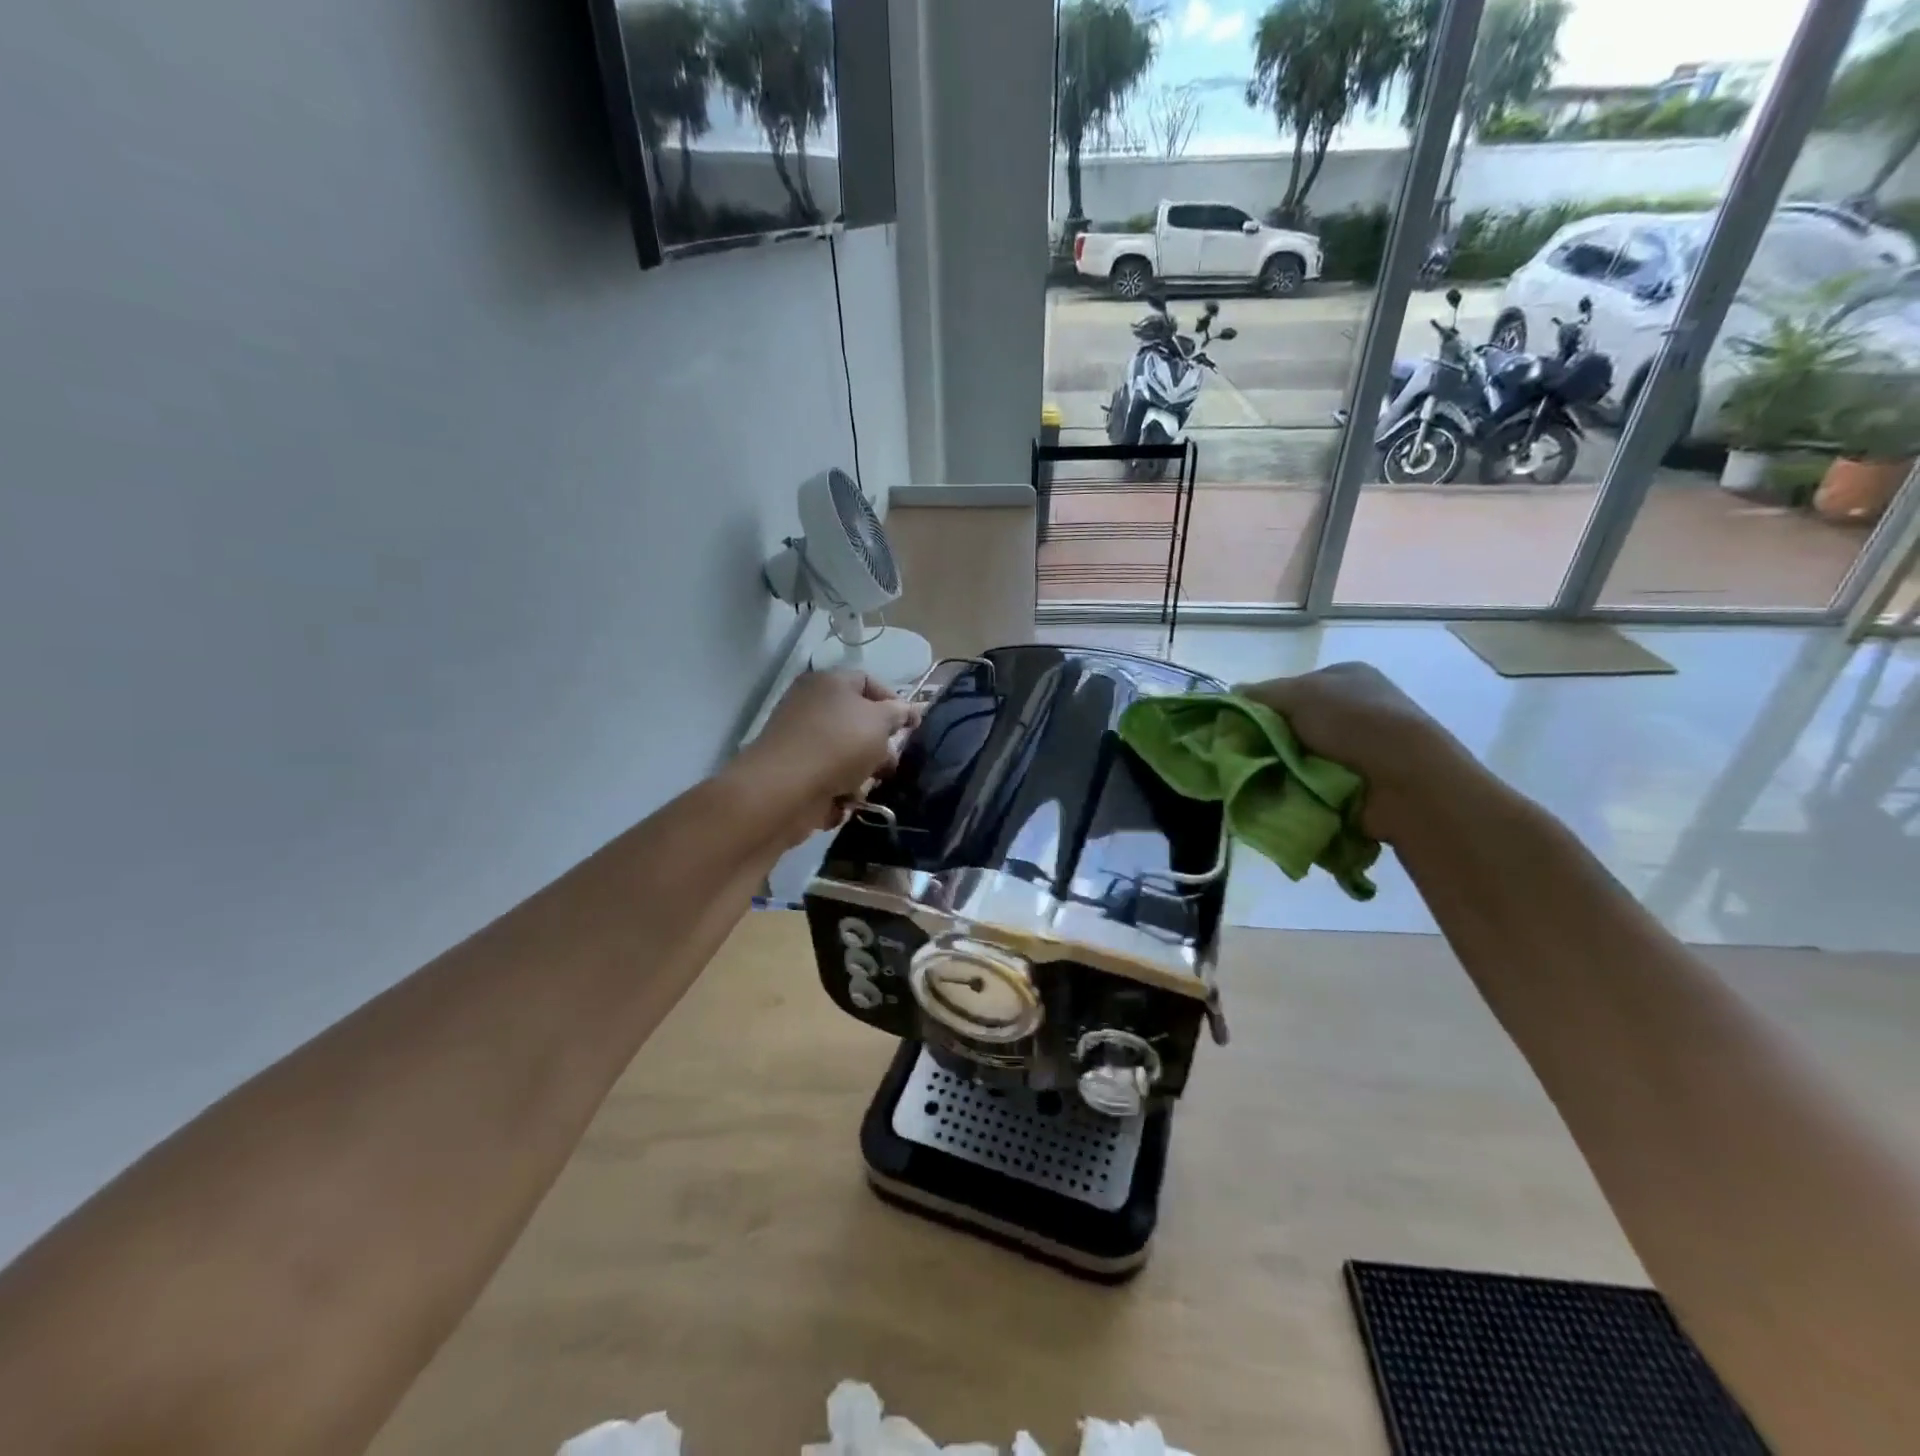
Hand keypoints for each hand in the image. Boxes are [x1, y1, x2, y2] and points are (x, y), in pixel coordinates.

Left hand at [740, 670, 919, 841]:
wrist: (785, 790)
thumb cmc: (838, 745)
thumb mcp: (879, 721)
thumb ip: (899, 713)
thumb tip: (910, 710)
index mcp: (829, 683)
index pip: (869, 682)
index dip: (894, 703)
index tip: (911, 728)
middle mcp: (811, 706)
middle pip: (858, 723)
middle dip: (879, 746)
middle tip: (890, 764)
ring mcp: (801, 741)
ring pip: (846, 755)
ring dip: (862, 774)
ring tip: (866, 787)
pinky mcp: (795, 774)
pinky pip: (829, 780)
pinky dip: (839, 792)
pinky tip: (843, 801)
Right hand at [1235, 663, 1473, 843]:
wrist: (1406, 780)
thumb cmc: (1354, 722)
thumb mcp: (1300, 694)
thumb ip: (1261, 694)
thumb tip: (1231, 694)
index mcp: (1345, 677)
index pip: (1289, 689)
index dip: (1262, 705)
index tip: (1239, 725)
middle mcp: (1353, 708)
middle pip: (1291, 724)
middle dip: (1268, 740)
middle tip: (1242, 755)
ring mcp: (1358, 747)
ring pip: (1298, 755)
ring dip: (1280, 767)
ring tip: (1260, 778)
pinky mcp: (1357, 782)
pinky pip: (1312, 783)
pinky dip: (1297, 789)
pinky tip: (1283, 793)